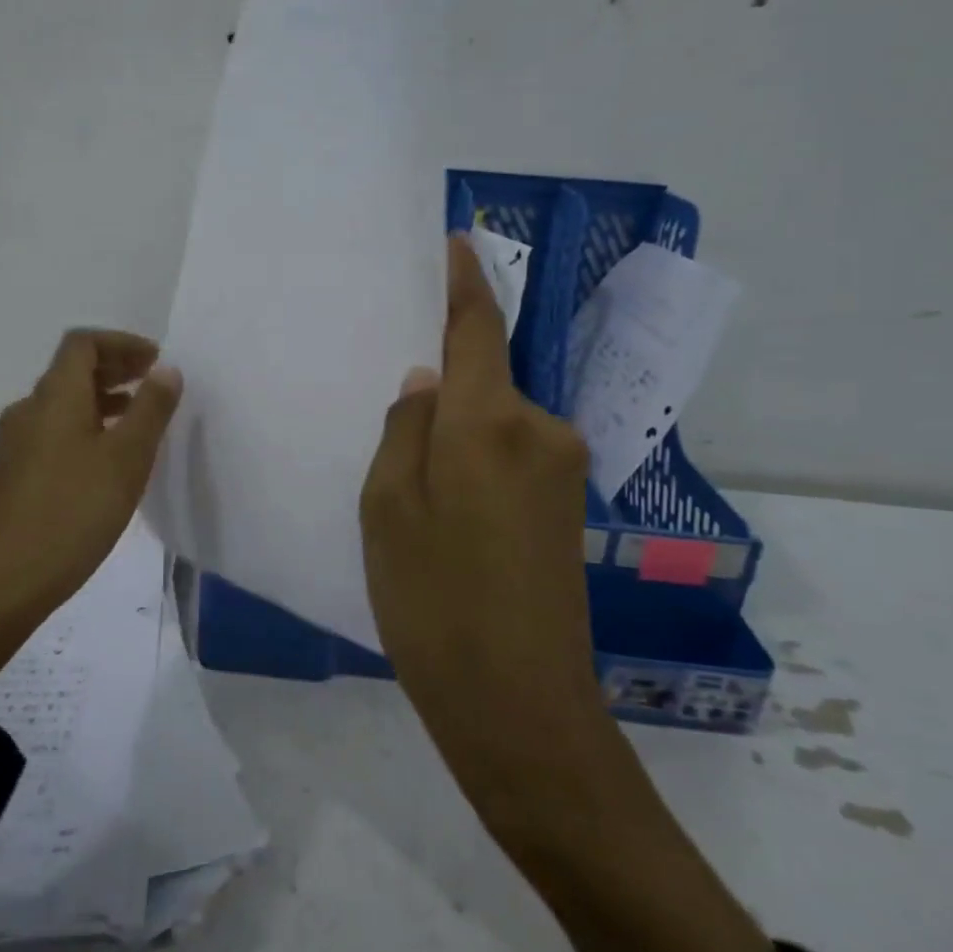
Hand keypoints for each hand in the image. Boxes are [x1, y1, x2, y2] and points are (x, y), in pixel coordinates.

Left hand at [0, 329, 179, 695]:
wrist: (4, 581)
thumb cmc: (73, 512)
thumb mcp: (126, 458)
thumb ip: (151, 409)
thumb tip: (166, 369)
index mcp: (55, 397)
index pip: (83, 343)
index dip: (121, 343)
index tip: (156, 361)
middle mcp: (30, 410)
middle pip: (72, 370)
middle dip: (115, 369)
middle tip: (154, 385)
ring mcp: (17, 443)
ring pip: (64, 404)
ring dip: (103, 400)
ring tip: (139, 420)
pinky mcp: (14, 473)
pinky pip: (55, 431)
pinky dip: (87, 427)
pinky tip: (108, 460)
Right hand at [360, 232, 604, 815]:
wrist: (521, 710)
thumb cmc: (435, 603)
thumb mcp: (387, 510)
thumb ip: (404, 429)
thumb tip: (425, 380)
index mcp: (491, 421)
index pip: (478, 327)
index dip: (465, 282)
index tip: (457, 241)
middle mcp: (540, 431)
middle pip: (485, 379)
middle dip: (443, 380)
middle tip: (390, 411)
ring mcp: (561, 472)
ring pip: (494, 422)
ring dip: (456, 431)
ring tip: (408, 476)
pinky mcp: (565, 509)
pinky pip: (509, 456)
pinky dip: (473, 461)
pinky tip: (442, 507)